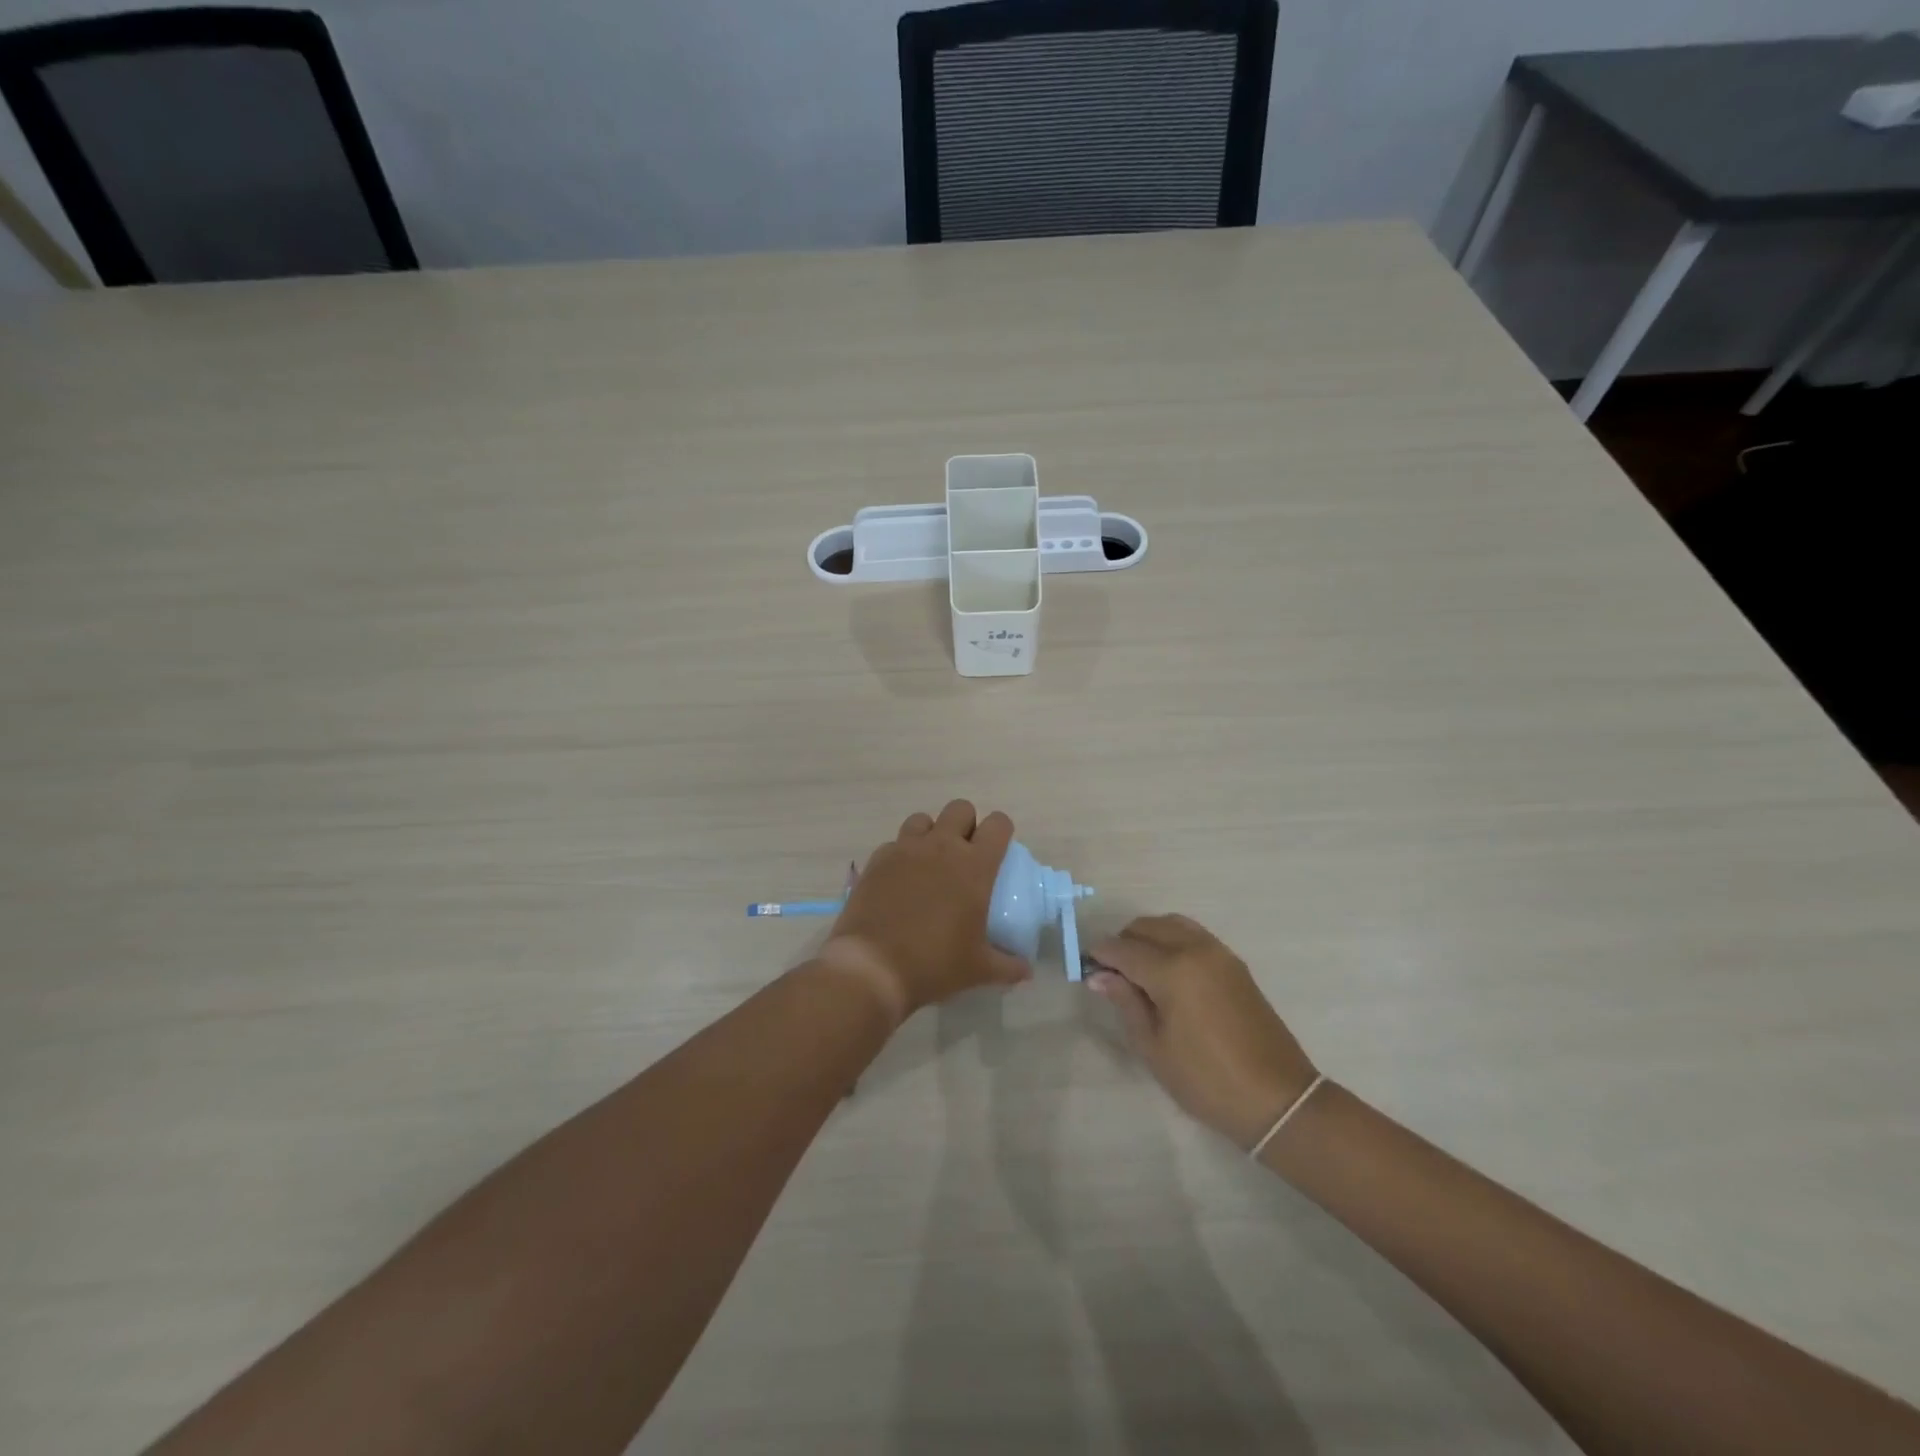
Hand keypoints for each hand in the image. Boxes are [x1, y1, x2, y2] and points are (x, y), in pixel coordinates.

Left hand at [821, 801, 1029, 1023]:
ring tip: (930, 863)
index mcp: (974, 865)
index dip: (1001, 831)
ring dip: (931, 833)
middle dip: (966, 825)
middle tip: (965, 856)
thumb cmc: (934, 964)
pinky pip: (894, 843)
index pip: (998, 824)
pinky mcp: (878, 859)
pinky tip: (900, 880)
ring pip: (923, 819)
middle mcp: (941, 846)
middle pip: (960, 808)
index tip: (999, 851)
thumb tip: (1026, 972)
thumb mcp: (978, 970)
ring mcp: (906, 849)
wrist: (872, 967)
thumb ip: (1008, 967)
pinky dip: (901, 854)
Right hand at [1087, 915, 1317, 1149]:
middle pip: (1146, 927)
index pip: (1123, 949)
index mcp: (1172, 970)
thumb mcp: (1154, 1048)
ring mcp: (1218, 952)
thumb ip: (1126, 1003)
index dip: (1100, 955)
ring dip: (1148, 937)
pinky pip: (1193, 934)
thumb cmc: (1206, 1080)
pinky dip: (1172, 940)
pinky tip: (1167, 970)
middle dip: (1123, 942)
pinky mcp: (1234, 962)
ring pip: (1171, 924)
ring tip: (1139, 969)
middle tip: (1112, 974)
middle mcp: (1194, 949)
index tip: (1086, 969)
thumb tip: (1099, 975)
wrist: (1277, 1098)